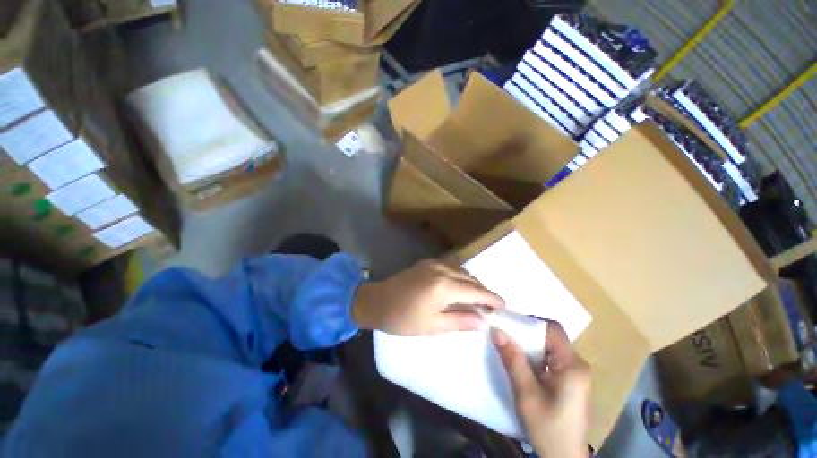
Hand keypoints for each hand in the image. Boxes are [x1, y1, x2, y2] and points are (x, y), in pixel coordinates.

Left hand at [352, 259, 503, 334]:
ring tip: (477, 298)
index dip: (492, 298)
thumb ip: (460, 321)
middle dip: (483, 291)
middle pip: (470, 278)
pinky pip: (451, 267)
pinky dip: (460, 276)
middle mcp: (442, 269)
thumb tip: (484, 322)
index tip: (504, 306)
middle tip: (491, 306)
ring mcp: (433, 263)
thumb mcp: (433, 326)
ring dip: (472, 283)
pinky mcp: (427, 262)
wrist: (376, 301)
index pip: (476, 291)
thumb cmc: (403, 318)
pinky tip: (459, 287)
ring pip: (462, 271)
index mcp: (444, 286)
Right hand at [493, 321, 590, 457]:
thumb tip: (496, 330)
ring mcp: (576, 374)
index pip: (552, 329)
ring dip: (529, 347)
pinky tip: (521, 363)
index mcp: (572, 365)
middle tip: (504, 334)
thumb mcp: (526, 394)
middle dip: (526, 334)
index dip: (530, 322)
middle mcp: (578, 364)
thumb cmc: (548, 428)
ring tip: (508, 346)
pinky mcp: (571, 381)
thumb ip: (513, 360)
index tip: (509, 323)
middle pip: (550, 337)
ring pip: (549, 348)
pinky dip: (535, 357)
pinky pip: (551, 359)